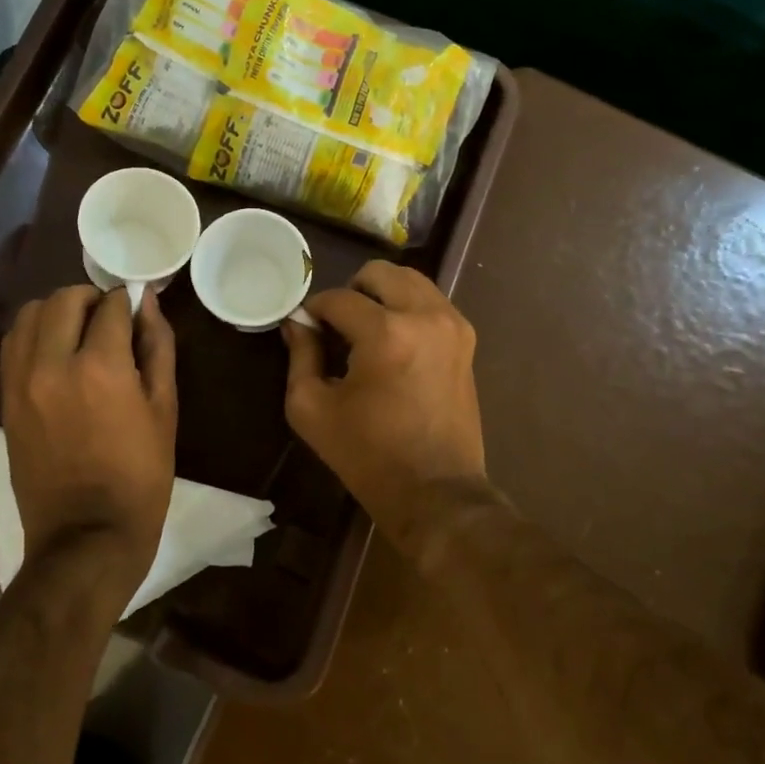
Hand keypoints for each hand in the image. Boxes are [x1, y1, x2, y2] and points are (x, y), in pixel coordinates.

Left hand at [0, 286, 176, 589]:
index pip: (111, 305)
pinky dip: (35, 336)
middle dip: (92, 299)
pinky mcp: (5, 401)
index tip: (139, 310)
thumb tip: (148, 305)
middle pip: (64, 299)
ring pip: (29, 315)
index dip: (130, 301)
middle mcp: (52, 364)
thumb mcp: (164, 409)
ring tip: (80, 334)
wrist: (86, 537)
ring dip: (58, 312)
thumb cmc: (140, 476)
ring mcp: (21, 382)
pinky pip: (13, 346)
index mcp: (101, 367)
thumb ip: (157, 348)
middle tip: (111, 320)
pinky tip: (57, 354)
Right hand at [281, 262, 488, 537]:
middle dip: (352, 291)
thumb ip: (301, 355)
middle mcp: (425, 316)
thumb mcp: (312, 408)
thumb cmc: (367, 454)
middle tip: (339, 325)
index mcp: (386, 333)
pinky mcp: (466, 339)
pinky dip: (408, 308)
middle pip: (380, 273)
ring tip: (367, 331)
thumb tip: (298, 322)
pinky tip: (395, 341)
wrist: (435, 490)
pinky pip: (431, 302)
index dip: (315, 310)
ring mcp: (452, 325)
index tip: (306, 327)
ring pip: (410, 280)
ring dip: (383, 295)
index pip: (339, 298)